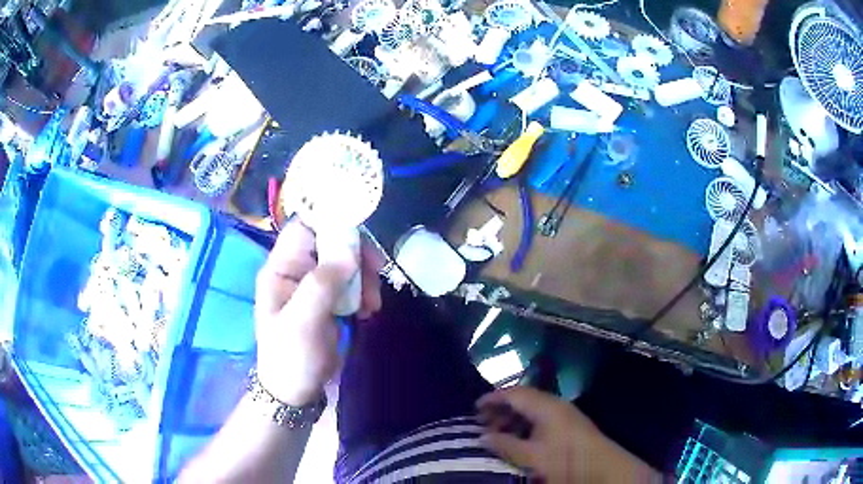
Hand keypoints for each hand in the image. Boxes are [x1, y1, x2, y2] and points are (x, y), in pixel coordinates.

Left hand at [254, 220, 383, 405]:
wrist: (296, 390)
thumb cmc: (291, 356)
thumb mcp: (303, 321)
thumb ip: (322, 283)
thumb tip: (350, 248)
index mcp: (281, 268)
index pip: (305, 228)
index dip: (332, 222)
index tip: (362, 234)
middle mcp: (296, 270)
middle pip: (331, 242)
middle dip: (356, 256)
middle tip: (376, 274)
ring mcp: (313, 284)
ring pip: (345, 262)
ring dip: (363, 277)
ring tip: (371, 304)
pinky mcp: (328, 299)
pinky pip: (351, 282)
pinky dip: (363, 291)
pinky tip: (368, 310)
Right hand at [477, 387, 660, 482]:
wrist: (603, 468)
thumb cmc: (566, 460)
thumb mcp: (532, 456)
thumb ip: (506, 445)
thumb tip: (483, 436)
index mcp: (546, 407)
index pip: (515, 394)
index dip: (493, 398)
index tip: (475, 406)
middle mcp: (556, 405)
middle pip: (524, 399)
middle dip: (502, 408)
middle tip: (483, 422)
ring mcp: (565, 414)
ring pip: (533, 409)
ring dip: (514, 417)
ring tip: (498, 432)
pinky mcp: (569, 425)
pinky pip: (541, 418)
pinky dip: (526, 424)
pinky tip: (519, 438)